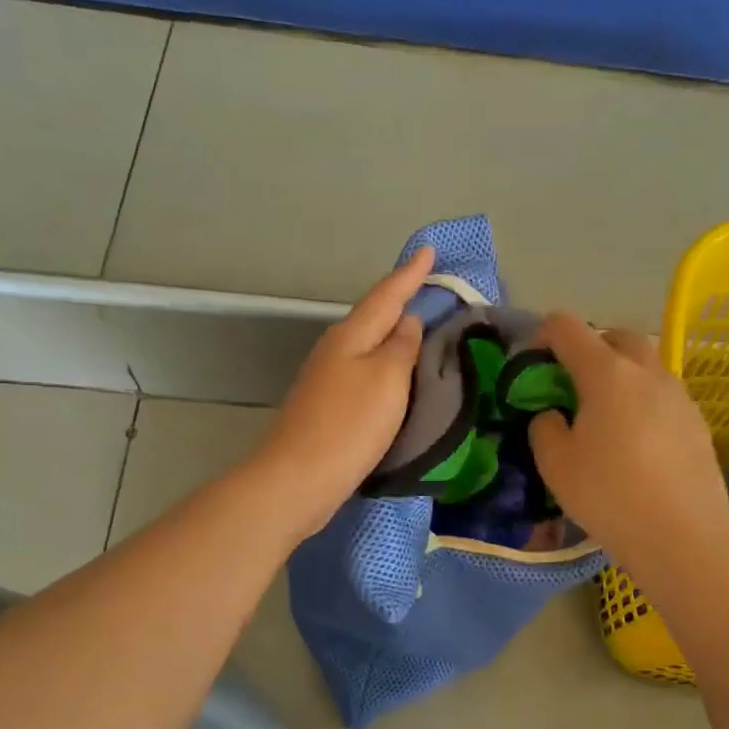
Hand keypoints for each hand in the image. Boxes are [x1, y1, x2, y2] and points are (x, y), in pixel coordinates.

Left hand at [249, 246, 433, 538]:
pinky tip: (396, 372)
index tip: (430, 250)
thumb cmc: (349, 425)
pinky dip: (385, 362)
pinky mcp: (329, 405)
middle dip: (400, 298)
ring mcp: (328, 377)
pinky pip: (365, 370)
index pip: (387, 295)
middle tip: (429, 285)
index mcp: (352, 335)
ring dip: (393, 332)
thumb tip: (407, 321)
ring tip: (420, 326)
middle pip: (374, 315)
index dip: (410, 273)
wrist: (298, 478)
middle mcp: (337, 348)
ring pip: (368, 343)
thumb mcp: (387, 379)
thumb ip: (401, 346)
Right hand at [529, 312, 728, 571]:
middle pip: (616, 336)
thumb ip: (544, 427)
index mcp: (607, 373)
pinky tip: (637, 439)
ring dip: (622, 373)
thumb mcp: (555, 465)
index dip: (544, 333)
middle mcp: (647, 371)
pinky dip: (644, 399)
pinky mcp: (698, 420)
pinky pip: (664, 394)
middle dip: (591, 347)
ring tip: (606, 413)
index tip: (534, 359)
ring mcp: (679, 394)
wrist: (683, 535)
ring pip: (646, 364)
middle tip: (573, 382)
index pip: (568, 328)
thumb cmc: (610, 495)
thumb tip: (552, 414)